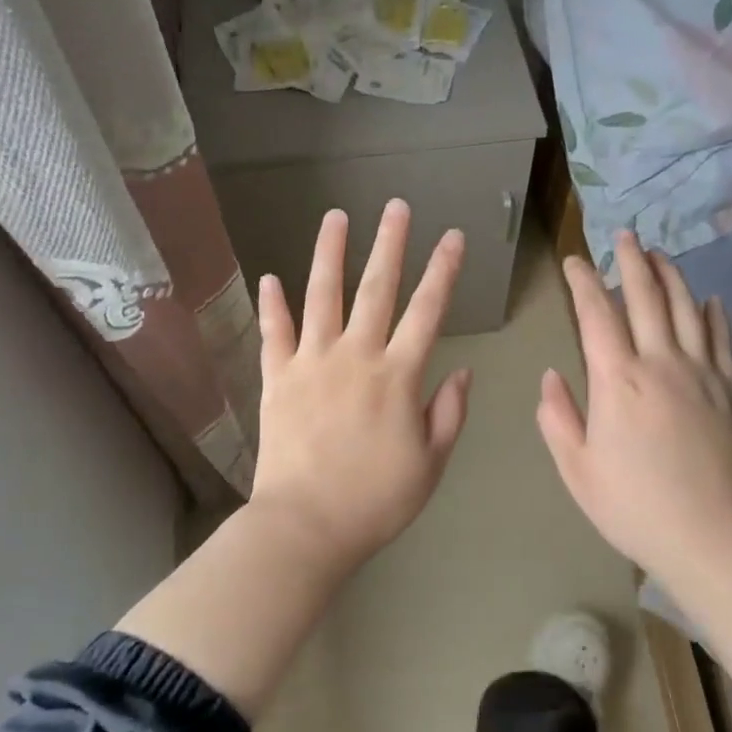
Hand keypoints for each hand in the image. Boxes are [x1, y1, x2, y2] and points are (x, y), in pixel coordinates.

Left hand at [249, 200, 472, 564]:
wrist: (306, 525)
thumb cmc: (376, 500)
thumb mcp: (430, 464)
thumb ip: (449, 413)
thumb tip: (462, 371)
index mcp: (398, 376)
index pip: (428, 312)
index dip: (443, 272)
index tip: (453, 238)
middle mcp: (356, 356)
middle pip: (377, 289)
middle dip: (390, 244)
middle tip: (396, 206)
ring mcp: (311, 363)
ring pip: (322, 296)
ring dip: (330, 254)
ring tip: (335, 217)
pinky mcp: (277, 379)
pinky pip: (274, 334)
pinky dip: (272, 305)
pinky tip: (270, 277)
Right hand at [538, 229, 731, 577]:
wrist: (708, 536)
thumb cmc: (632, 505)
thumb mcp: (576, 467)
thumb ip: (557, 417)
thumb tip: (552, 377)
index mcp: (617, 381)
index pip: (596, 314)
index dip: (583, 282)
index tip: (574, 261)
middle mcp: (660, 364)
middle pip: (646, 297)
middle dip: (632, 261)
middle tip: (625, 236)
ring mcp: (701, 374)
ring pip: (686, 309)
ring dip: (671, 276)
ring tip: (660, 254)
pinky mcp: (728, 391)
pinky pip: (722, 340)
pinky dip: (715, 314)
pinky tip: (711, 299)